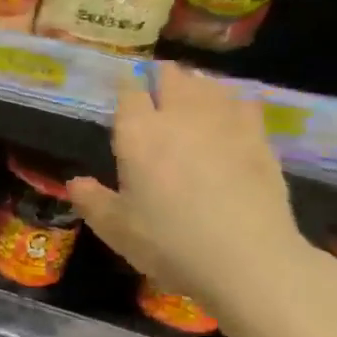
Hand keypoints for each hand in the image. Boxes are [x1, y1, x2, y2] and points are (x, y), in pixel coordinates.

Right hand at [66, 64, 318, 325]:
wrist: (249, 261)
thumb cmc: (169, 242)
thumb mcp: (114, 227)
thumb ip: (91, 199)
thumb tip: (76, 182)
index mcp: (138, 132)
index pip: (128, 90)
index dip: (125, 82)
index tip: (122, 82)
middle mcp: (179, 117)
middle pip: (171, 77)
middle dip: (162, 74)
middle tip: (156, 80)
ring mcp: (224, 126)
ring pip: (209, 85)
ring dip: (196, 82)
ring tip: (191, 87)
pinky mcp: (260, 142)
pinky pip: (245, 105)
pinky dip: (233, 100)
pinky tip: (232, 107)